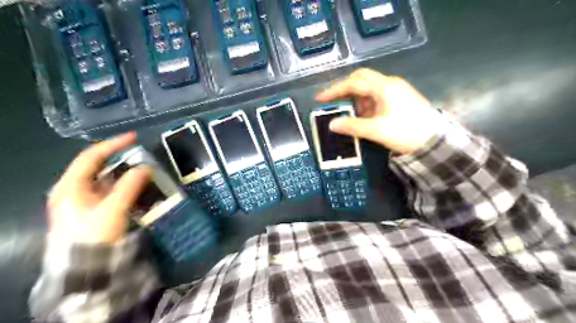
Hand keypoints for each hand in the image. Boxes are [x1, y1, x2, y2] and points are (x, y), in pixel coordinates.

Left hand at [46, 133, 151, 243]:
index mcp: (70, 186)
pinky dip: (121, 185)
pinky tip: (134, 187)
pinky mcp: (89, 210)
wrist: (83, 268)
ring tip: (141, 170)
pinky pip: (107, 190)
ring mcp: (79, 200)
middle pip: (95, 166)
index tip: (133, 138)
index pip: (91, 156)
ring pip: (102, 179)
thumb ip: (130, 185)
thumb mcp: (113, 208)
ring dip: (122, 173)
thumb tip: (146, 167)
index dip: (113, 144)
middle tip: (138, 154)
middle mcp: (71, 190)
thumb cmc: (94, 235)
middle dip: (118, 158)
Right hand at [315, 69, 444, 155]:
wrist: (435, 141)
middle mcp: (389, 84)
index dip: (335, 90)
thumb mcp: (377, 130)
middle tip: (333, 102)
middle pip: (361, 79)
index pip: (354, 83)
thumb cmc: (406, 132)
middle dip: (344, 90)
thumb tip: (332, 124)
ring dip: (355, 99)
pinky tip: (362, 116)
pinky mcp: (398, 98)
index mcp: (384, 87)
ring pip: (368, 88)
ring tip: (347, 113)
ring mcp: (395, 90)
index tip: (321, 99)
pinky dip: (365, 104)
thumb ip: (353, 126)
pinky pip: (376, 96)